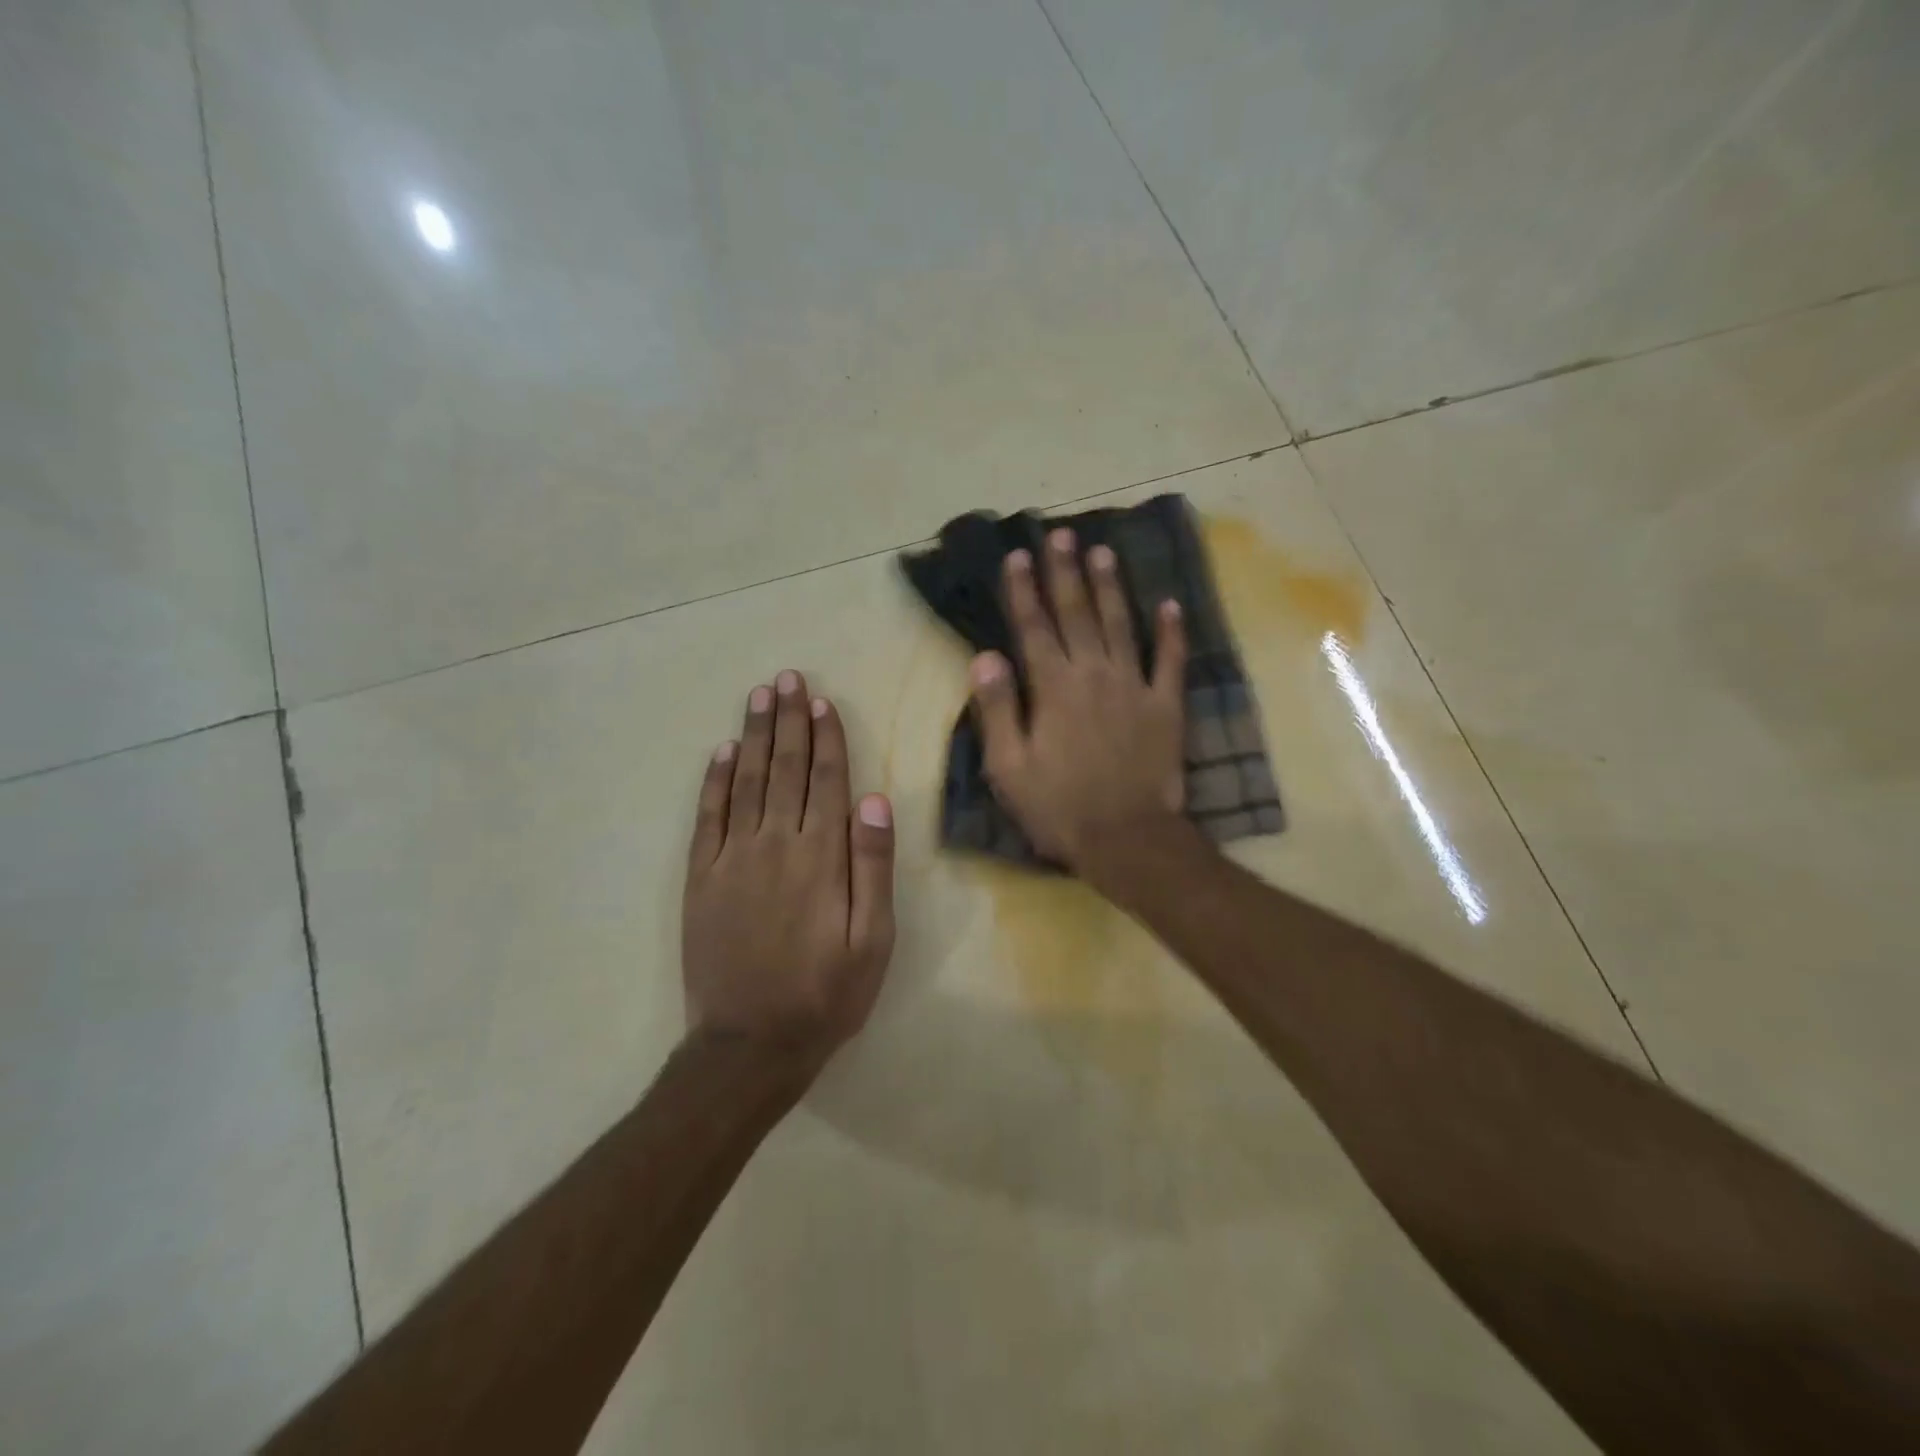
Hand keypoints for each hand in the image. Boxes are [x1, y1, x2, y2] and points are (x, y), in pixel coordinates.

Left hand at [682, 671, 895, 1079]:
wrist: (750, 1044)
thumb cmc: (826, 993)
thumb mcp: (873, 940)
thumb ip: (873, 867)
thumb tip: (875, 800)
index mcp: (821, 856)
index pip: (825, 780)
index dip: (825, 737)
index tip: (821, 700)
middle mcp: (774, 844)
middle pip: (783, 768)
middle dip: (787, 720)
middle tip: (786, 678)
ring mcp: (731, 859)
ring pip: (744, 782)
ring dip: (752, 736)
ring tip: (758, 697)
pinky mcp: (700, 879)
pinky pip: (707, 817)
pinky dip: (713, 781)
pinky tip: (719, 752)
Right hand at [969, 529, 1187, 872]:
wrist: (1127, 839)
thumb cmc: (1059, 808)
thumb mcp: (1009, 768)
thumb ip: (998, 709)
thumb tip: (984, 656)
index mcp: (1053, 688)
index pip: (1033, 627)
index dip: (1023, 590)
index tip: (1017, 556)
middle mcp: (1094, 675)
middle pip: (1077, 614)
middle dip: (1066, 572)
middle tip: (1061, 535)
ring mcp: (1135, 687)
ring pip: (1122, 625)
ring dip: (1111, 587)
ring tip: (1103, 552)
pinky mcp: (1167, 706)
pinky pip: (1172, 661)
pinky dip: (1173, 632)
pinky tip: (1171, 604)